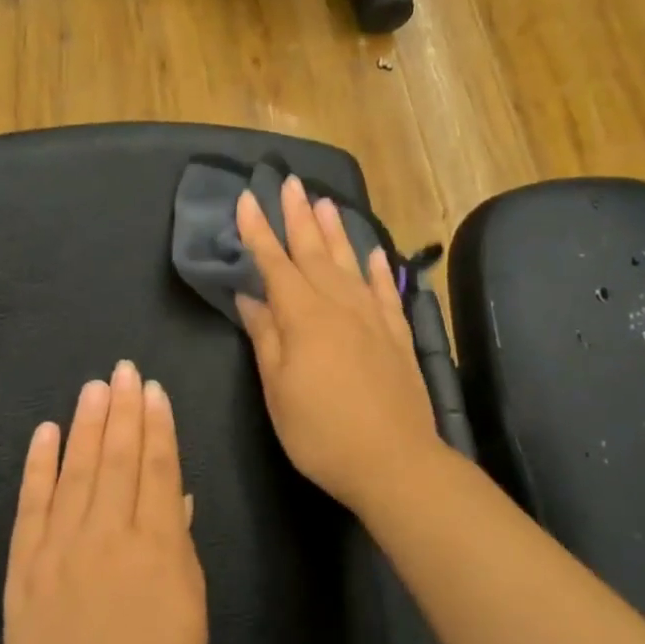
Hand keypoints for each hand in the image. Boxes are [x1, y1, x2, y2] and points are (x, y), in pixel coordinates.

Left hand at [1, 361, 207, 643]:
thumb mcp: (192, 622)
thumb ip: (182, 554)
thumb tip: (176, 500)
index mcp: (157, 550)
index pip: (158, 471)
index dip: (158, 427)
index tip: (154, 389)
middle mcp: (107, 536)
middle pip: (117, 459)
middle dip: (123, 410)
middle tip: (123, 369)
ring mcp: (60, 549)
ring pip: (77, 471)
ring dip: (87, 425)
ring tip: (94, 386)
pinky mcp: (24, 569)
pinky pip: (32, 506)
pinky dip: (38, 466)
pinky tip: (46, 433)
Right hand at [235, 177, 442, 516]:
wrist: (393, 461)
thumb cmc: (320, 431)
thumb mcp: (278, 388)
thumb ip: (266, 337)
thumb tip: (250, 296)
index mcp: (303, 317)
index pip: (275, 264)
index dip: (258, 232)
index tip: (247, 198)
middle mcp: (339, 306)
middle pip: (314, 252)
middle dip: (298, 216)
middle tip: (288, 182)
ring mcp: (372, 318)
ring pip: (348, 263)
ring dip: (335, 230)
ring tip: (325, 200)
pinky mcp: (397, 336)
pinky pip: (384, 291)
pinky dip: (375, 268)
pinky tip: (371, 251)